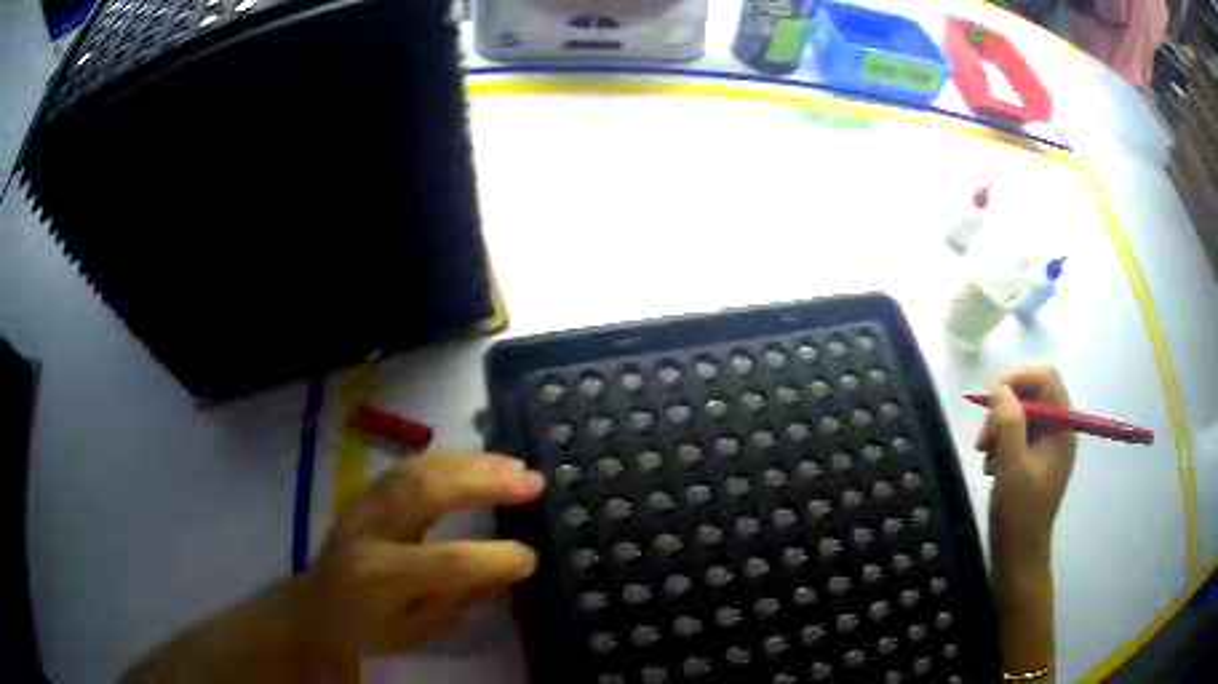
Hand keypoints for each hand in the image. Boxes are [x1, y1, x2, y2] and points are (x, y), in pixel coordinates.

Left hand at [304, 453, 545, 662]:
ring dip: (472, 463)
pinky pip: (412, 467)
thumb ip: (456, 599)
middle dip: (483, 484)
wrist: (314, 605)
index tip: (530, 556)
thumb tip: (505, 567)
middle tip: (533, 482)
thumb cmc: (366, 628)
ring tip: (515, 466)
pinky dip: (451, 461)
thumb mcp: (413, 631)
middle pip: (425, 493)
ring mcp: (364, 503)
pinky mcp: (368, 491)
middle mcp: (367, 529)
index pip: (440, 562)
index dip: (488, 559)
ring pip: (419, 469)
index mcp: (377, 575)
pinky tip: (480, 462)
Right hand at [975, 365, 1076, 564]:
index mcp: (1061, 429)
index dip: (1019, 378)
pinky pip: (1017, 434)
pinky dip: (1000, 442)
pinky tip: (990, 465)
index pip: (1046, 379)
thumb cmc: (1019, 514)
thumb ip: (1008, 423)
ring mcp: (1046, 446)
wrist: (1018, 556)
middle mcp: (1057, 431)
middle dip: (1004, 407)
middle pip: (1032, 394)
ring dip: (999, 427)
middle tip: (983, 434)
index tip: (991, 397)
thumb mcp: (1012, 466)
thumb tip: (1000, 389)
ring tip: (983, 453)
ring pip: (1021, 414)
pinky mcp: (1034, 459)